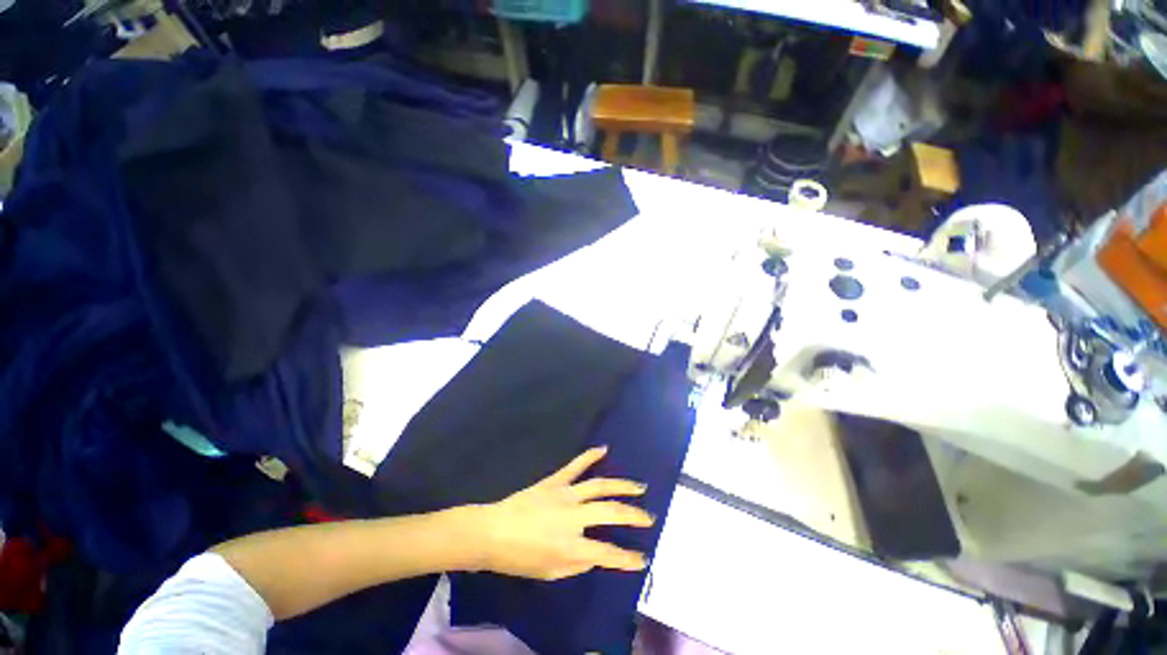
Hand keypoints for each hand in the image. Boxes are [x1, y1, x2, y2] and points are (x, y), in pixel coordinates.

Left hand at [473, 446, 653, 580]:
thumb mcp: (549, 572)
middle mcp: (573, 516)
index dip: (627, 558)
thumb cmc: (519, 558)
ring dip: (622, 486)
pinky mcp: (555, 481)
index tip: (642, 558)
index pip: (607, 552)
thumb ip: (577, 565)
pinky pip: (575, 465)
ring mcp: (565, 494)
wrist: (493, 531)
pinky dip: (590, 456)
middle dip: (633, 515)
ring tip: (638, 487)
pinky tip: (603, 448)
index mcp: (571, 545)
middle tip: (649, 517)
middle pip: (610, 512)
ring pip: (599, 485)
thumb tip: (596, 555)